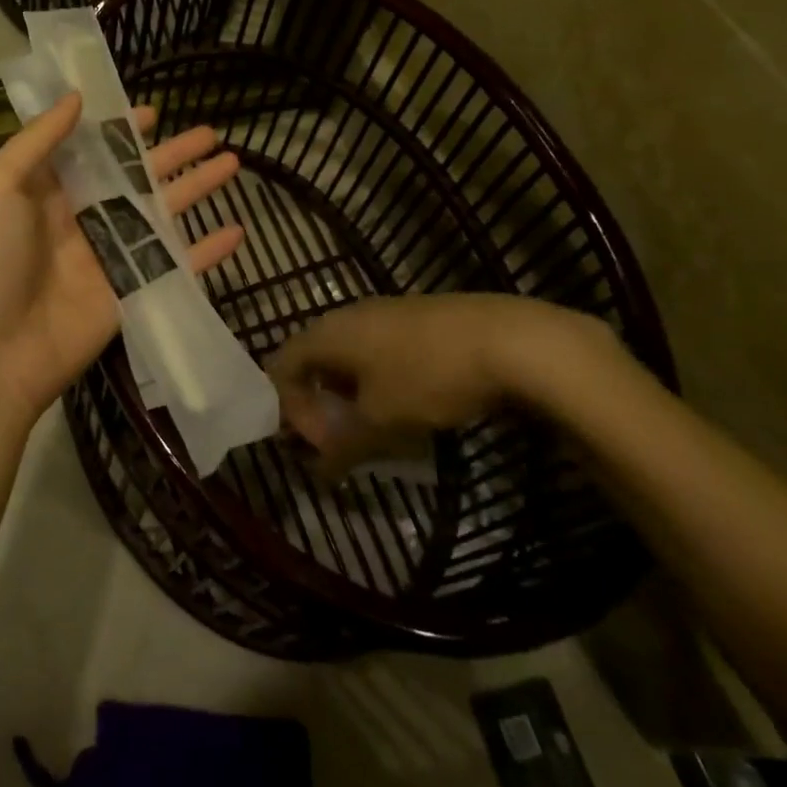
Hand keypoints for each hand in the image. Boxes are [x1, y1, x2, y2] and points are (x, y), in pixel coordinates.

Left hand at [0, 92, 244, 419]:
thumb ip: (39, 139)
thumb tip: (76, 97)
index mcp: (47, 191)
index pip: (93, 151)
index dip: (121, 131)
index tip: (153, 113)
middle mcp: (82, 219)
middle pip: (136, 178)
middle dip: (172, 155)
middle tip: (211, 133)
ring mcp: (110, 257)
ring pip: (162, 215)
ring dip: (196, 189)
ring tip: (232, 163)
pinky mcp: (131, 293)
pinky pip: (176, 265)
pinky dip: (206, 251)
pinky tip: (237, 231)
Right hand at [266, 294, 607, 475]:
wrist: (505, 338)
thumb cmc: (428, 375)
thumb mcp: (382, 420)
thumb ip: (344, 446)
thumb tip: (317, 472)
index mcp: (326, 333)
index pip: (282, 366)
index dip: (289, 408)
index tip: (317, 444)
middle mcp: (345, 316)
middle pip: (313, 362)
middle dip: (320, 406)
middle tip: (343, 443)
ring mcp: (380, 314)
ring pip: (346, 359)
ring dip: (350, 398)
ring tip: (376, 432)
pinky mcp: (411, 320)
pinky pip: (375, 352)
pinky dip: (376, 383)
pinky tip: (407, 409)